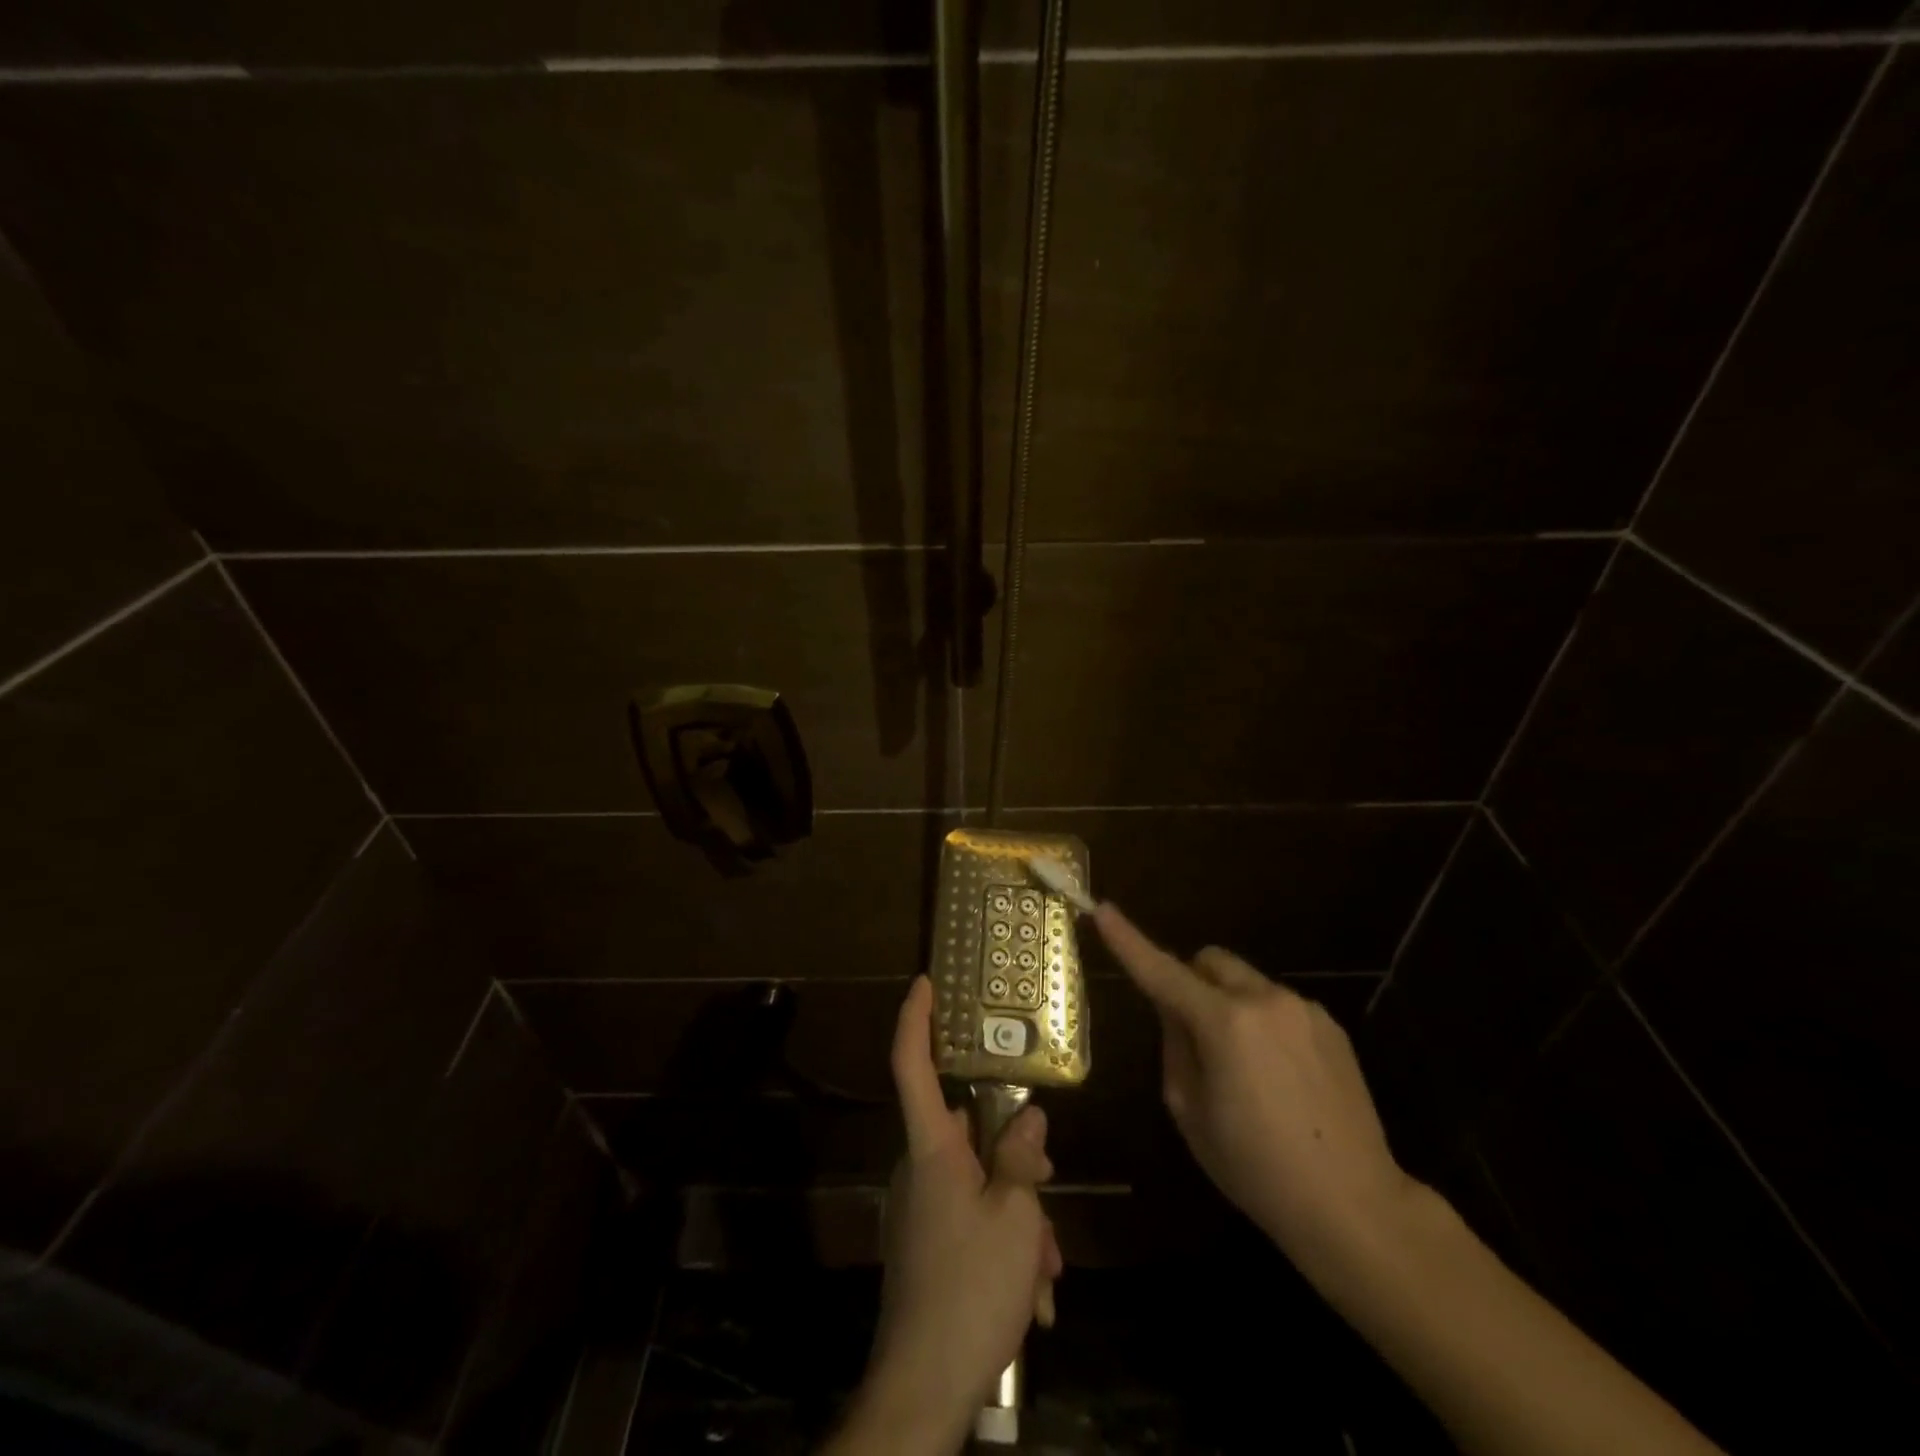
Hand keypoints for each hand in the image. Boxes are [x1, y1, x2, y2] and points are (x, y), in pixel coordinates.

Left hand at [832, 977, 1062, 1455]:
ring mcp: (923, 1209)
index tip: (923, 982)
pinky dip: (1005, 1244)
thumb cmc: (970, 1287)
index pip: (912, 1066)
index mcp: (932, 1149)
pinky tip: (1032, 1293)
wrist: (924, 1386)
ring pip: (981, 1183)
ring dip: (1019, 1215)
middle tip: (1049, 1180)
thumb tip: (1027, 1117)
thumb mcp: (1016, 1217)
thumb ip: (1022, 1159)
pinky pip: (973, 1221)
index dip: (915, 1019)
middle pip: (969, 1132)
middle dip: (1015, 1154)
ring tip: (1046, 1268)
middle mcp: (921, 1169)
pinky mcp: (930, 1245)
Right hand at [1091, 903, 1420, 1277]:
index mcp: (1224, 1023)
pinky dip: (1262, 1021)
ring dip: (1228, 1004)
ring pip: (1245, 982)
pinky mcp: (1331, 1026)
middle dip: (1189, 981)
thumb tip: (1174, 1011)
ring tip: (1243, 1068)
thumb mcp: (1190, 1112)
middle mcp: (1264, 999)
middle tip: (1189, 1031)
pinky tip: (1279, 1076)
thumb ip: (1174, 1046)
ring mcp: (1303, 1009)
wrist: (1355, 1206)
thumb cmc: (1256, 1168)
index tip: (1104, 910)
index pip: (1162, 970)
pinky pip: (1278, 1004)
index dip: (1128, 941)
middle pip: (1208, 961)